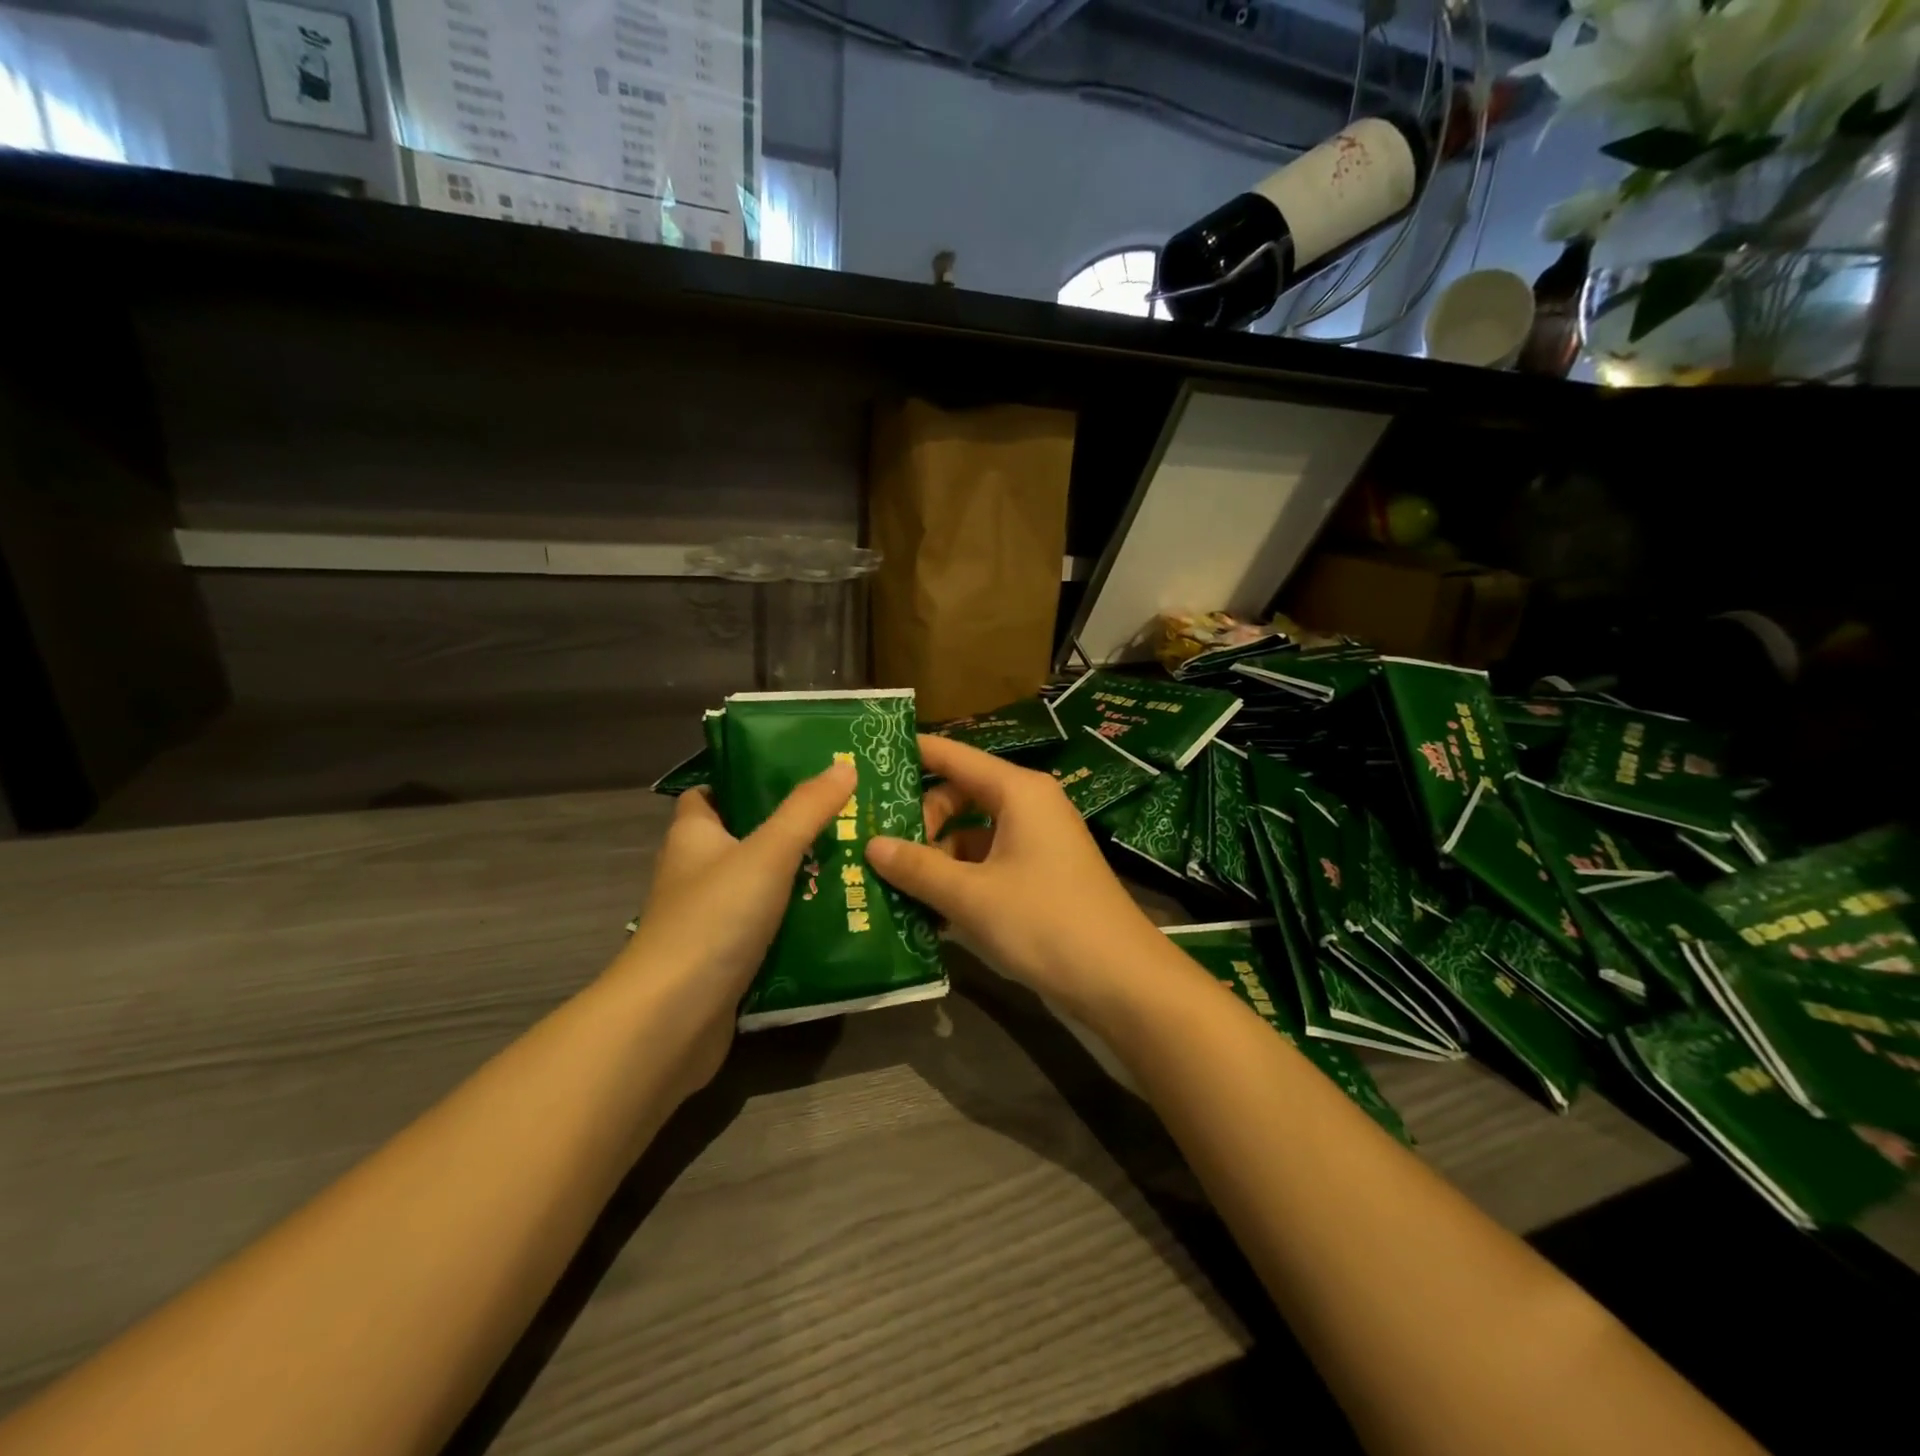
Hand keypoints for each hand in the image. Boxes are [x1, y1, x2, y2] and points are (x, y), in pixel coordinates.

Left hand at [618, 761, 854, 1094]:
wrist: (672, 1020)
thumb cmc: (714, 919)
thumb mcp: (768, 852)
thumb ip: (806, 810)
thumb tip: (844, 765)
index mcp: (693, 837)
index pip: (710, 794)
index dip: (744, 780)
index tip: (795, 775)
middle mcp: (695, 874)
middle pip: (744, 839)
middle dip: (789, 830)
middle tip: (843, 819)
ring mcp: (707, 920)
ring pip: (758, 887)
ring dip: (798, 879)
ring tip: (853, 863)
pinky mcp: (723, 960)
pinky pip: (765, 929)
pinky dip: (794, 923)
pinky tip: (836, 917)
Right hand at [865, 735, 1164, 1023]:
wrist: (1120, 981)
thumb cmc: (1044, 923)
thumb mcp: (971, 896)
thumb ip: (918, 867)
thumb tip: (871, 844)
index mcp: (1018, 792)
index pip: (955, 756)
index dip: (914, 752)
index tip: (870, 756)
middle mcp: (1030, 805)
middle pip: (961, 794)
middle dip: (922, 819)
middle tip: (881, 848)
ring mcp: (1038, 840)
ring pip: (973, 832)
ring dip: (937, 855)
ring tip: (894, 882)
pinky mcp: (1042, 873)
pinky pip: (989, 860)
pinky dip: (961, 877)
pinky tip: (930, 908)